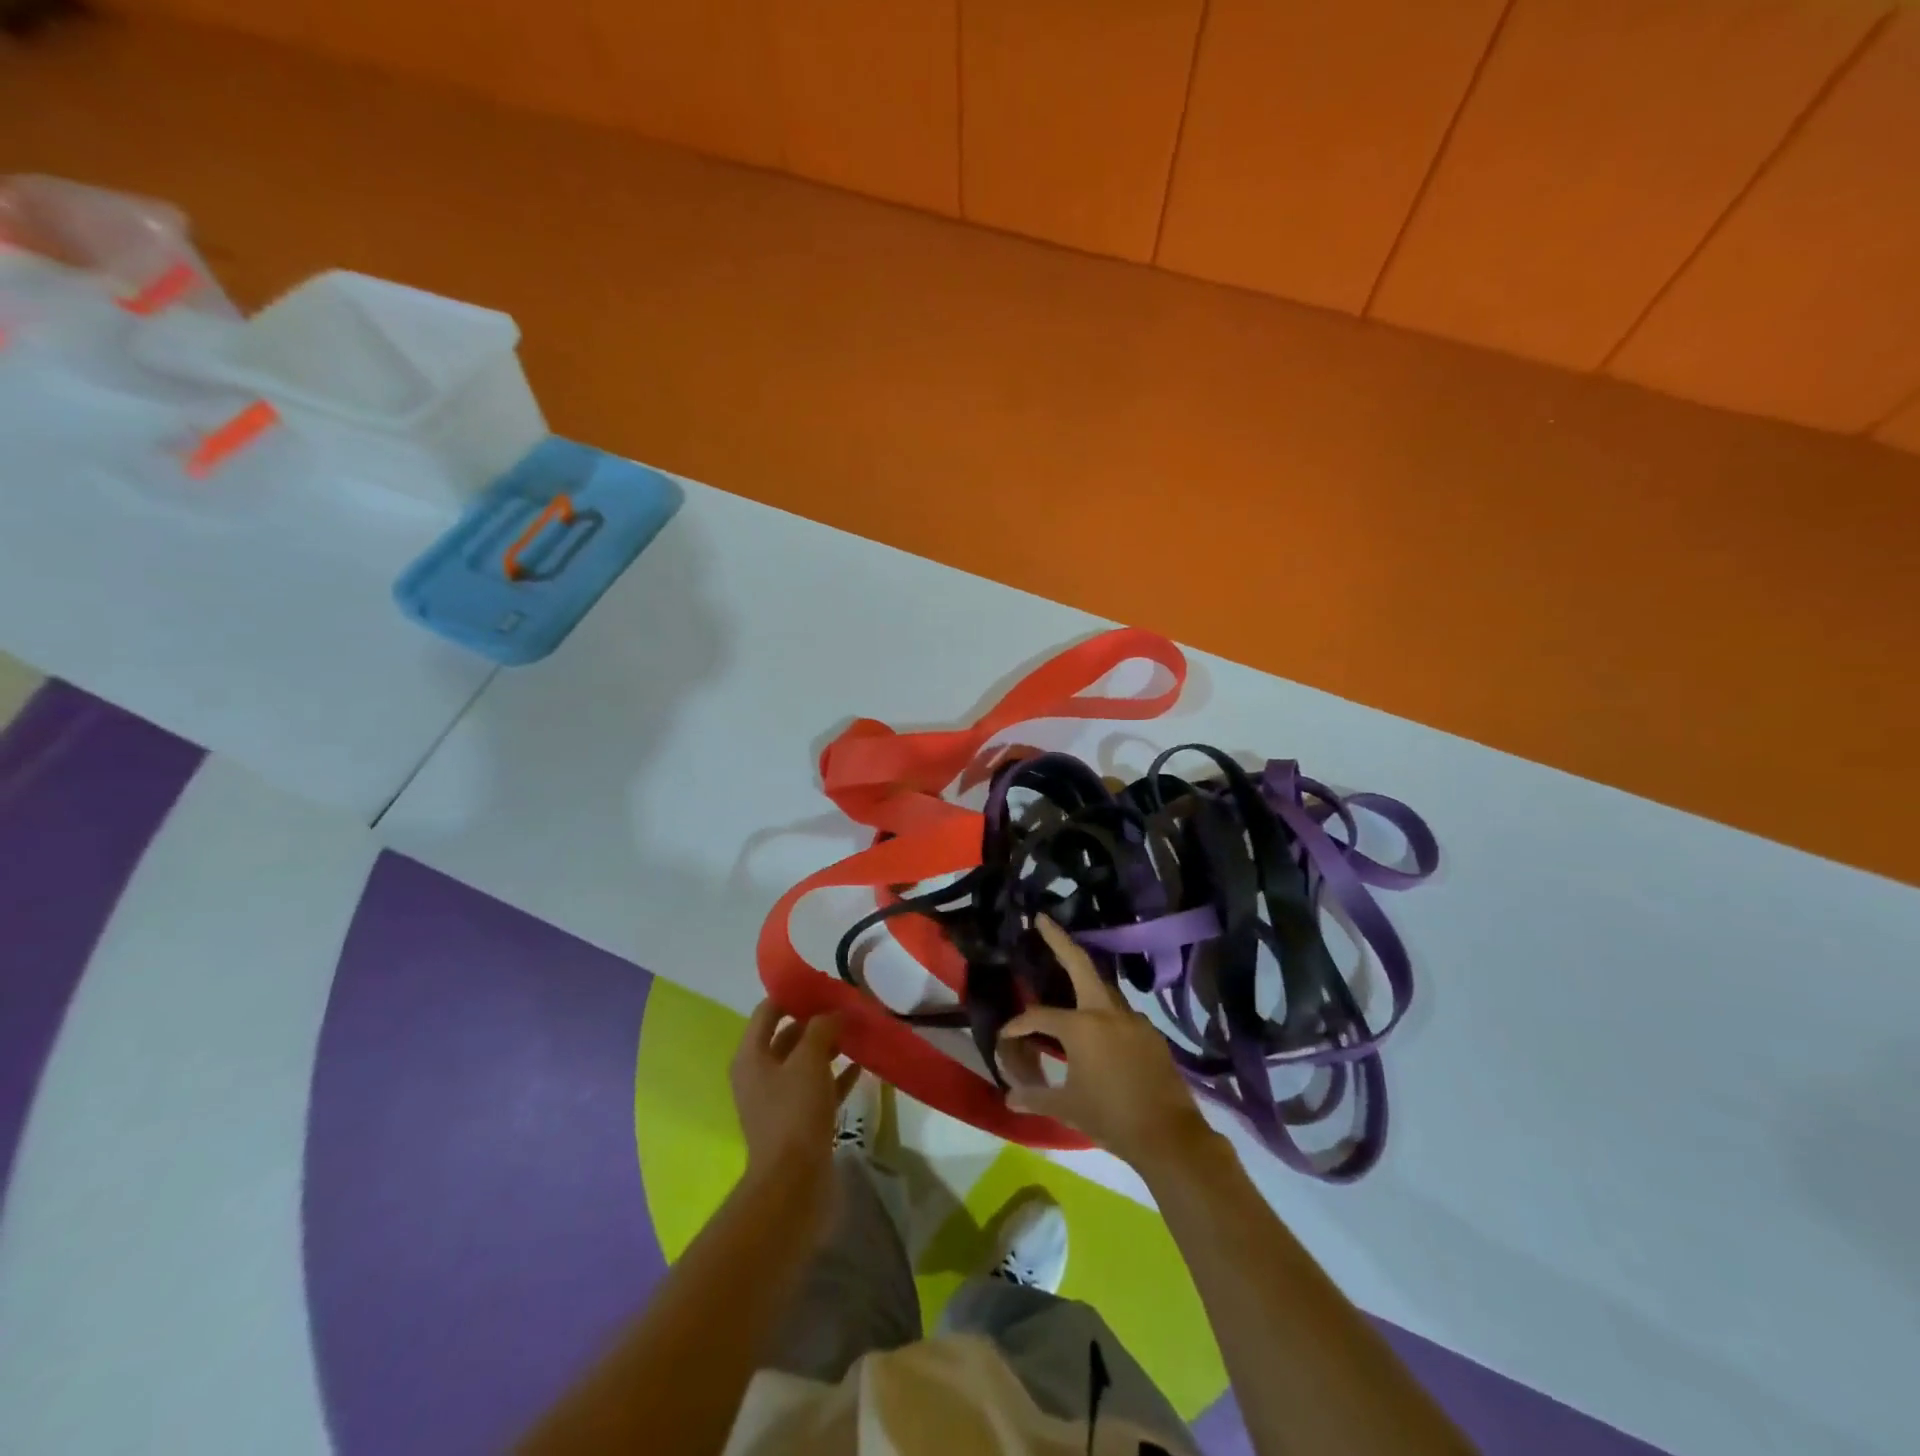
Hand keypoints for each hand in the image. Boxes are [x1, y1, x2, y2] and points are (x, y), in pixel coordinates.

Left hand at [730, 1002, 857, 1187]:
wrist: (793, 1184)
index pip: (768, 1010)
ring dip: (829, 1047)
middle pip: (788, 1036)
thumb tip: (833, 1012)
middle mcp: (760, 1074)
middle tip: (847, 1006)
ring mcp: (778, 1100)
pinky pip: (818, 1088)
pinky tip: (861, 1066)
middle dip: (816, 1020)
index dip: (794, 994)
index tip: (823, 983)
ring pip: (805, 1062)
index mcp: (751, 1056)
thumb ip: (821, 1028)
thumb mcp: (809, 1060)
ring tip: (858, 1031)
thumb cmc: (794, 1112)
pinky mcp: (798, 1121)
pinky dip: (837, 1075)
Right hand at [999, 917, 1215, 1173]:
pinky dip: (1104, 1010)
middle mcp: (1107, 1012)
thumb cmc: (1111, 1118)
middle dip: (1059, 940)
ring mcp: (1134, 1020)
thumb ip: (1035, 1097)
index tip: (1006, 1037)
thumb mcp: (1068, 1108)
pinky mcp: (1151, 1034)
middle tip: (1043, 920)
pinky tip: (1099, 1026)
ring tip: (1067, 974)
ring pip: (1103, 988)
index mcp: (1081, 1026)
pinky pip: (1121, 1013)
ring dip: (1084, 977)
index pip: (1040, 1016)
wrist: (1170, 1137)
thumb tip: (1008, 1098)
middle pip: (1080, 964)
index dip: (1019, 1025)